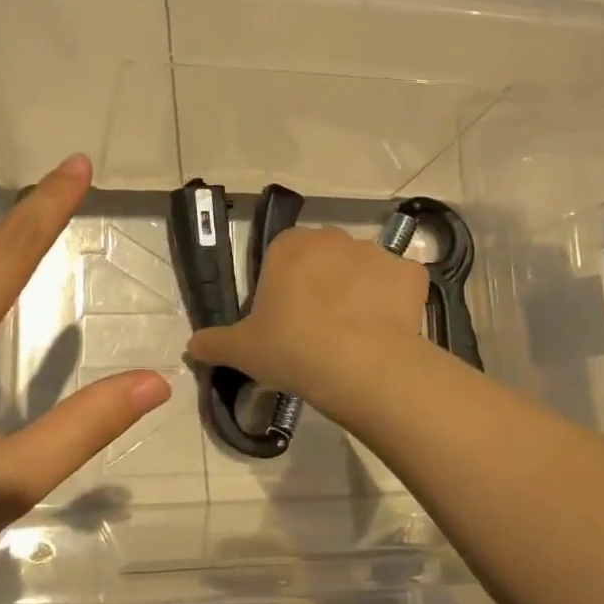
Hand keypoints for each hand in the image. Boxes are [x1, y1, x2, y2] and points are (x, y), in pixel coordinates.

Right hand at [186, 225, 427, 406]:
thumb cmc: (292, 348)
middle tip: (317, 328)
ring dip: (358, 291)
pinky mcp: (410, 273)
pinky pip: (399, 285)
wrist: (361, 365)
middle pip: (324, 258)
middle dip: (321, 284)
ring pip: (362, 269)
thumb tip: (192, 346)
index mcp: (289, 246)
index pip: (282, 256)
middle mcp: (334, 238)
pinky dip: (394, 303)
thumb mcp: (241, 350)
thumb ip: (214, 343)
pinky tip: (386, 332)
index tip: (283, 320)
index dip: (282, 287)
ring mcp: (377, 252)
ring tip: (355, 335)